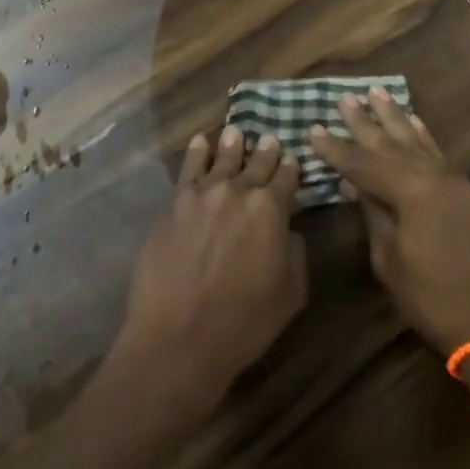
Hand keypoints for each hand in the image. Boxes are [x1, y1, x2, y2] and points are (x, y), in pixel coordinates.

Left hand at [110, 128, 306, 409]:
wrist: (180, 336)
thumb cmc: (245, 322)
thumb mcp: (291, 293)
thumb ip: (295, 252)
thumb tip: (288, 229)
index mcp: (271, 209)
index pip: (286, 179)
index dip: (291, 169)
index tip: (293, 159)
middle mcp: (237, 191)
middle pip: (255, 165)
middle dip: (264, 152)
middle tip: (269, 138)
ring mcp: (201, 195)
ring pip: (220, 160)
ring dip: (231, 146)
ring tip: (235, 132)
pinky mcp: (174, 205)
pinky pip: (188, 170)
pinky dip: (195, 153)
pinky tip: (199, 143)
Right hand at [309, 87, 469, 355]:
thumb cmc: (432, 298)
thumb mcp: (389, 259)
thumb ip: (373, 214)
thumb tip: (357, 185)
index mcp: (410, 191)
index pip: (362, 163)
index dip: (335, 148)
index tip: (313, 129)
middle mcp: (433, 176)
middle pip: (390, 144)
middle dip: (365, 122)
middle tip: (345, 98)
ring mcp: (454, 182)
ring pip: (416, 141)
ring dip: (395, 118)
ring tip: (377, 93)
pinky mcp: (466, 193)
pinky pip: (438, 153)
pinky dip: (423, 135)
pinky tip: (414, 122)